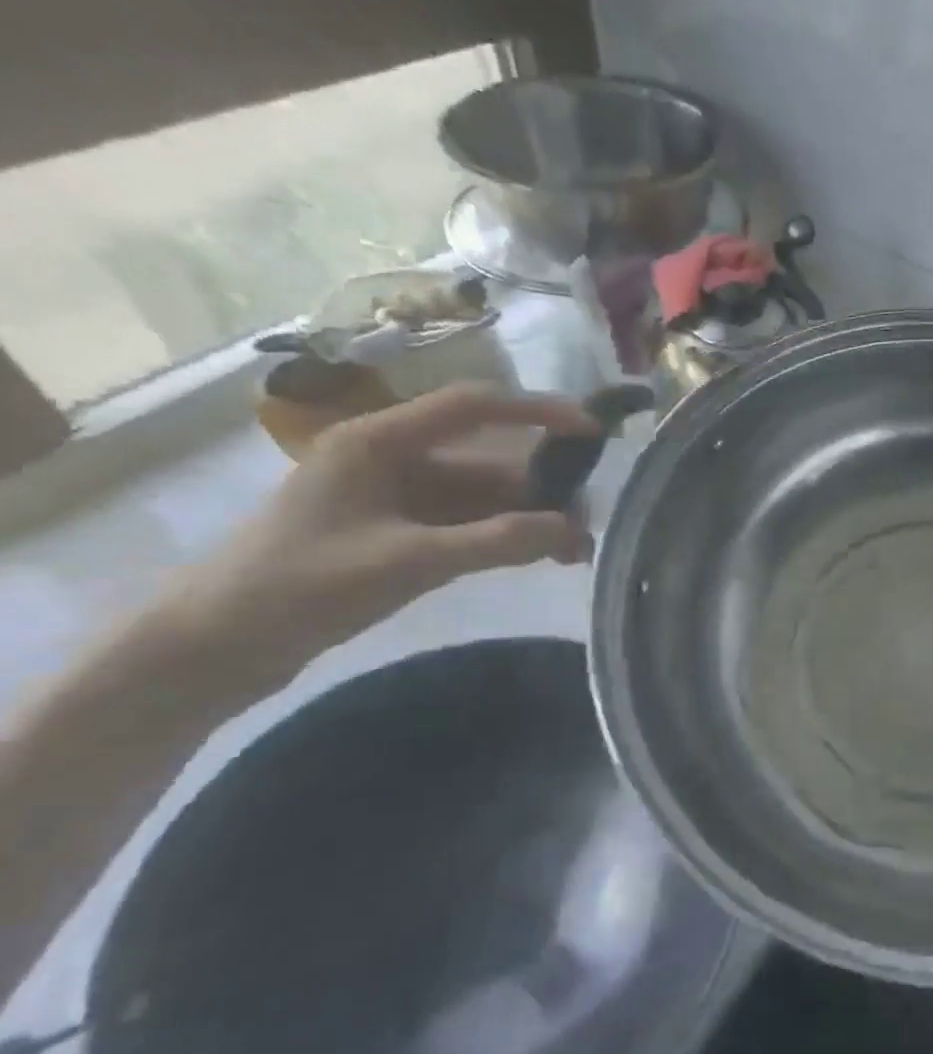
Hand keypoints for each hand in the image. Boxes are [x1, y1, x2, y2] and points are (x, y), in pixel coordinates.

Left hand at [166, 384, 596, 685]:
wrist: (217, 646)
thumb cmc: (301, 586)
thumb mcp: (408, 561)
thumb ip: (496, 542)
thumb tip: (574, 531)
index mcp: (379, 442)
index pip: (473, 408)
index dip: (538, 412)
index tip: (595, 432)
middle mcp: (392, 459)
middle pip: (487, 461)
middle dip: (541, 491)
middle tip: (587, 528)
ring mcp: (396, 498)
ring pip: (483, 498)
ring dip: (528, 520)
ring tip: (573, 554)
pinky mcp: (398, 532)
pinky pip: (468, 524)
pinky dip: (504, 538)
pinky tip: (537, 558)